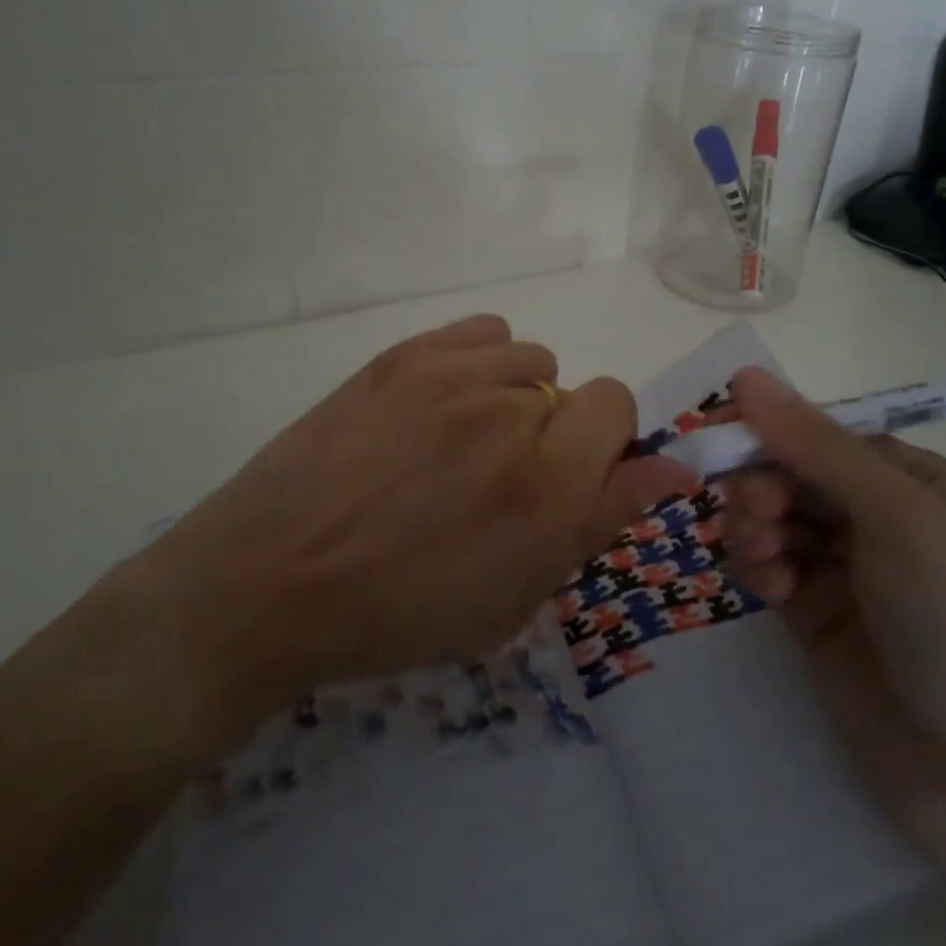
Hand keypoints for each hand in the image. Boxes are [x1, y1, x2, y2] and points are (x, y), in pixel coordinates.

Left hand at [141, 315, 692, 750]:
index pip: (619, 405)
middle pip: (573, 389)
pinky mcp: (404, 356)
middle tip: (499, 479)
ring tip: (463, 442)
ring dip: (516, 398)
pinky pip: (483, 331)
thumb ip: (600, 521)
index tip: (573, 476)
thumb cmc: (398, 614)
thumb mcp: (515, 598)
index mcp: (547, 485)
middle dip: (554, 434)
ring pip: (529, 359)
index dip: (606, 442)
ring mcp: (452, 375)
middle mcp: (510, 414)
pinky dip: (482, 362)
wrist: (271, 581)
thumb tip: (674, 470)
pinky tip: (445, 403)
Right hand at [719, 367, 945, 873]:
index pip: (823, 432)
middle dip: (763, 485)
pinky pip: (767, 566)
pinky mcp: (815, 616)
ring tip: (764, 560)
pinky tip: (769, 590)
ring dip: (753, 526)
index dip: (770, 428)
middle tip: (758, 516)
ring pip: (771, 518)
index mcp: (912, 480)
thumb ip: (817, 446)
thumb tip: (747, 377)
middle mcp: (877, 517)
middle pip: (790, 473)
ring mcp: (845, 569)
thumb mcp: (899, 516)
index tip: (718, 433)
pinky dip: (756, 567)